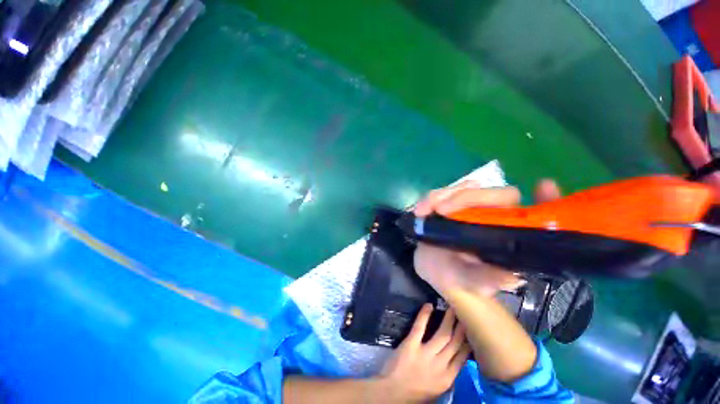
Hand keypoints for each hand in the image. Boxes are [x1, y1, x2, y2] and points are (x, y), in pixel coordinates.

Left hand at [377, 304, 470, 402]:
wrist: (392, 393)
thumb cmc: (414, 393)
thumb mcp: (437, 389)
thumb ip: (447, 375)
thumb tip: (455, 360)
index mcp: (447, 378)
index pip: (462, 357)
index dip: (467, 342)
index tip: (470, 330)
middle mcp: (440, 365)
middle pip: (455, 343)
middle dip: (461, 327)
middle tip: (464, 314)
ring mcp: (426, 354)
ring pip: (442, 334)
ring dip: (449, 320)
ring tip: (452, 308)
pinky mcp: (411, 344)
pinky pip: (420, 327)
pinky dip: (425, 315)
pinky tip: (429, 305)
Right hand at [413, 179, 560, 296]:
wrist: (436, 270)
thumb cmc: (459, 277)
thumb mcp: (473, 283)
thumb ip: (488, 280)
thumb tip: (511, 278)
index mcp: (507, 232)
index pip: (530, 212)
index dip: (545, 199)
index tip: (543, 188)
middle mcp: (491, 215)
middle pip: (490, 193)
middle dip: (465, 198)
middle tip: (441, 210)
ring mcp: (468, 207)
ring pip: (461, 189)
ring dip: (441, 196)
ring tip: (424, 211)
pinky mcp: (447, 204)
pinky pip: (440, 194)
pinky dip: (429, 199)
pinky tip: (420, 211)